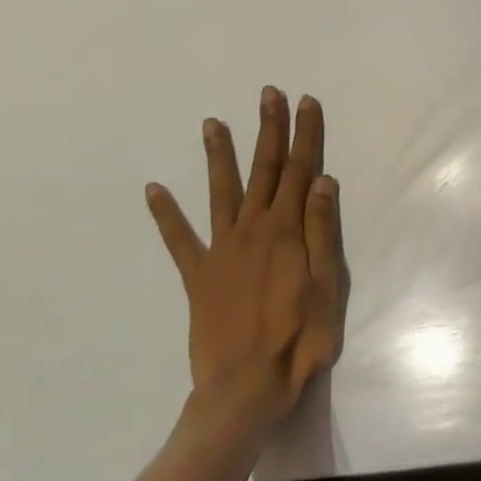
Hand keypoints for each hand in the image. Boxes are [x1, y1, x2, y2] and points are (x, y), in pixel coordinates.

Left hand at [145, 87, 348, 433]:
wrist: (247, 386)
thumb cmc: (299, 336)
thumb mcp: (326, 283)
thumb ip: (321, 229)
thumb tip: (321, 180)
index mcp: (287, 229)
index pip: (300, 170)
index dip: (305, 134)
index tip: (306, 102)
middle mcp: (253, 228)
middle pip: (264, 169)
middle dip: (268, 129)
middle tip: (268, 94)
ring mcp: (221, 249)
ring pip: (221, 192)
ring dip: (218, 156)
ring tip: (212, 123)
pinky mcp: (198, 274)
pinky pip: (179, 239)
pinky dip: (166, 214)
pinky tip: (153, 189)